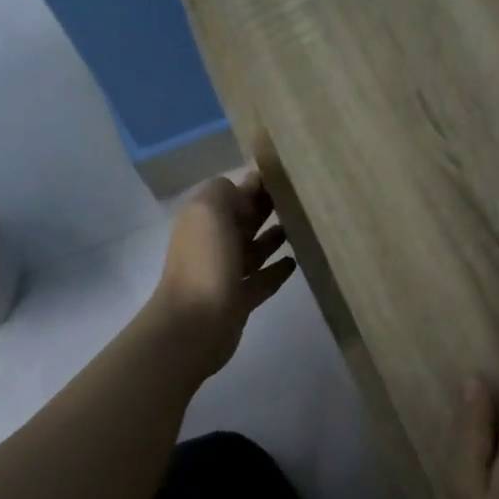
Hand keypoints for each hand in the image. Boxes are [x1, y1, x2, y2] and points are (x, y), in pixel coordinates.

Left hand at [149, 168, 297, 378]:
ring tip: (302, 227)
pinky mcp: (239, 299)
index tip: (288, 175)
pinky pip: (262, 280)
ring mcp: (225, 273)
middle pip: (243, 220)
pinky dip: (276, 270)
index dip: (255, 183)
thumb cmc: (205, 262)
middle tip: (302, 199)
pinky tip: (295, 262)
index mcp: (204, 218)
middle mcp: (213, 242)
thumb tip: (246, 188)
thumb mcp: (209, 210)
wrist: (195, 323)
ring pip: (253, 249)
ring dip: (274, 238)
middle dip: (266, 208)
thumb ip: (226, 191)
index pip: (232, 193)